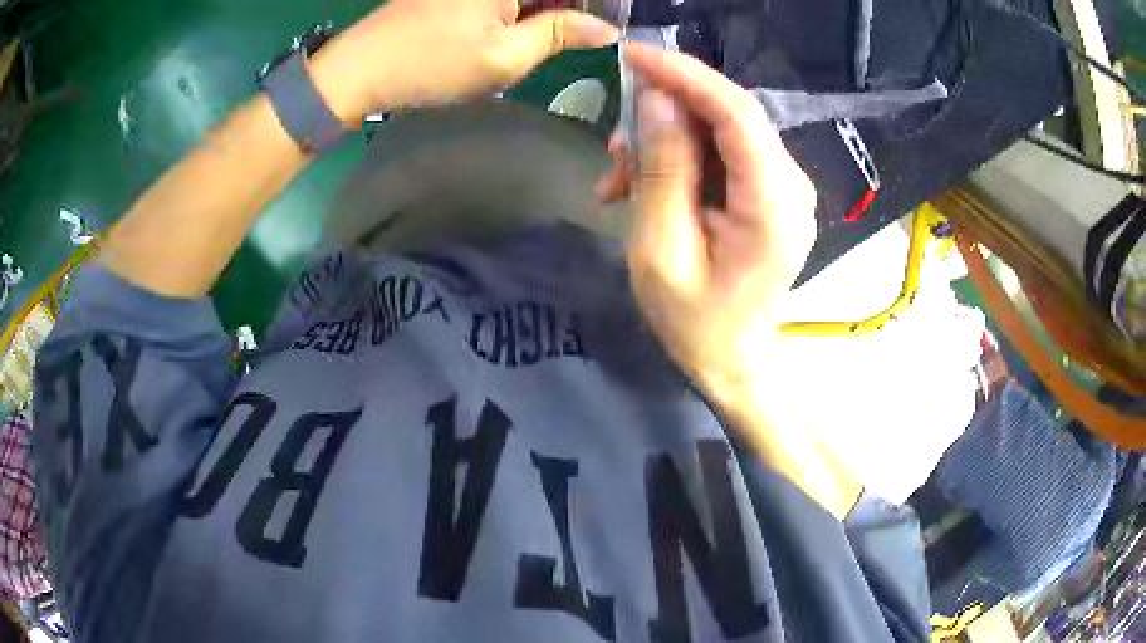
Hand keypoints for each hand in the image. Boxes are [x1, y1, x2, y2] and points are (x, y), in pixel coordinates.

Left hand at [309, 0, 618, 122]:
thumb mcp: (504, 57)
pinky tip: (529, 27)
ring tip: (562, 35)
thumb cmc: (430, 64)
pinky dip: (525, 7)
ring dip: (551, 7)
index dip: (602, 5)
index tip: (613, 26)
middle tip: (593, 34)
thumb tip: (607, 30)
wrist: (359, 69)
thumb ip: (560, 34)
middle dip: (575, 6)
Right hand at [617, 43, 817, 394]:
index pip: (737, 113)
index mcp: (773, 206)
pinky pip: (723, 152)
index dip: (685, 75)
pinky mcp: (771, 191)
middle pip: (730, 115)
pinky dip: (681, 157)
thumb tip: (656, 98)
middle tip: (614, 142)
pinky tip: (644, 184)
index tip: (633, 54)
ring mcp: (785, 187)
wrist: (731, 359)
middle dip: (665, 111)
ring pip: (721, 130)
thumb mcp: (661, 249)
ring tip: (620, 177)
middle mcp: (792, 185)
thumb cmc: (693, 321)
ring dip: (666, 139)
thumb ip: (663, 169)